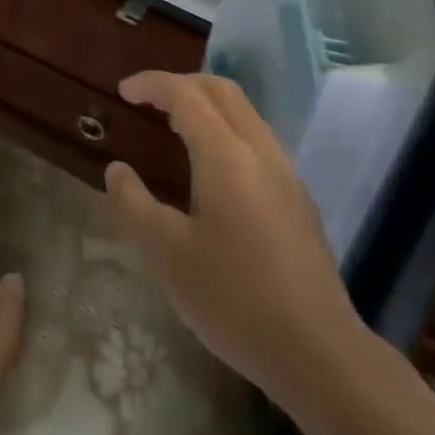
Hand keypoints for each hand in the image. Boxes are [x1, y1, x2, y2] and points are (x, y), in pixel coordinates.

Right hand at [104, 71, 362, 398]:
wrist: (318, 351)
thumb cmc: (234, 299)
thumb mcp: (167, 256)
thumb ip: (133, 205)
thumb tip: (116, 170)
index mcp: (226, 154)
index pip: (186, 94)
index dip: (152, 84)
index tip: (123, 91)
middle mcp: (260, 150)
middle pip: (221, 90)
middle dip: (182, 83)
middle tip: (148, 100)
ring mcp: (285, 172)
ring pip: (244, 112)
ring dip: (207, 104)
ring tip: (175, 127)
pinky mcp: (298, 197)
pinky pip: (257, 138)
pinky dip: (226, 129)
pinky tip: (213, 169)